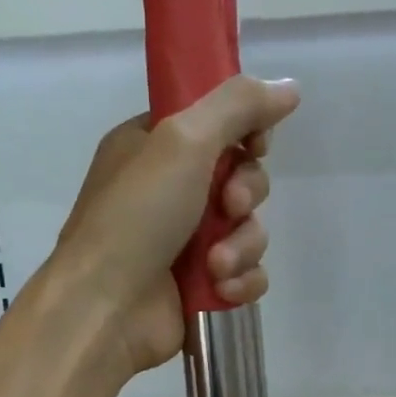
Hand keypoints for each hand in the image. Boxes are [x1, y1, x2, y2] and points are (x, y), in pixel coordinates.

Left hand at [55, 76, 297, 374]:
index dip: (246, 132)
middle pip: (242, 176)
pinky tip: (221, 290)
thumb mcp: (183, 140)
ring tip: (214, 266)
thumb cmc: (136, 217)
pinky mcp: (202, 285)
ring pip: (249, 229)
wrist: (106, 309)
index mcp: (153, 146)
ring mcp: (186, 241)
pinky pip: (247, 272)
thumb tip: (290, 87)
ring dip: (241, 246)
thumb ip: (238, 106)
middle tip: (228, 207)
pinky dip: (241, 281)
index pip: (217, 123)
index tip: (256, 145)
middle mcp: (170, 189)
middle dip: (246, 194)